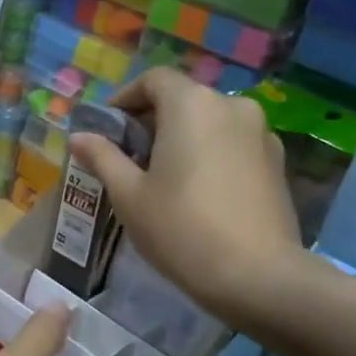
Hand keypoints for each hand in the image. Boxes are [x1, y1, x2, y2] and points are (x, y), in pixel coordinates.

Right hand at [70, 67, 305, 323]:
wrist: (257, 275)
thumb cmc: (180, 228)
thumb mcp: (128, 195)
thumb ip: (103, 157)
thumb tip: (79, 136)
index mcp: (191, 104)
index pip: (153, 80)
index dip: (125, 98)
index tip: (107, 129)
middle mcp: (231, 106)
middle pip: (183, 99)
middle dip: (152, 121)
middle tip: (129, 158)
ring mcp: (260, 133)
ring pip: (210, 122)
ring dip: (183, 138)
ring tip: (163, 177)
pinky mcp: (277, 162)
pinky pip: (233, 144)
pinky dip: (210, 154)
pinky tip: (198, 192)